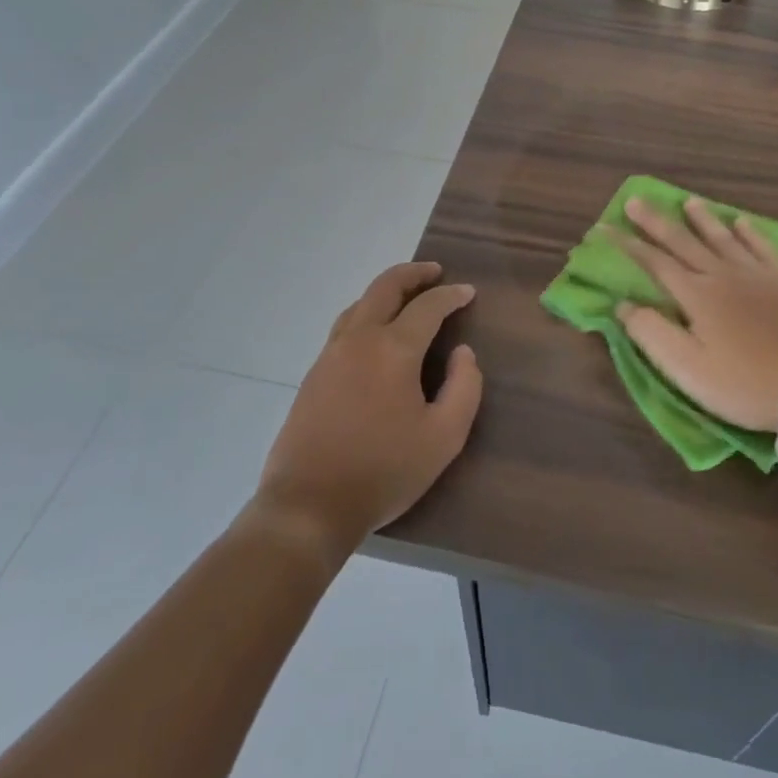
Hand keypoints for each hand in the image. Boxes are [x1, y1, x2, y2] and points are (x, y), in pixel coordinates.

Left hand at [256, 262, 481, 555]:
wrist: (308, 505)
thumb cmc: (384, 471)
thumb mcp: (444, 437)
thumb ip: (465, 387)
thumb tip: (463, 353)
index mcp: (393, 349)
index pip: (427, 306)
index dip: (451, 295)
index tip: (469, 292)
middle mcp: (358, 339)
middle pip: (385, 288)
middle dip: (413, 273)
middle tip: (435, 272)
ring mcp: (330, 355)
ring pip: (359, 304)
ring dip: (386, 292)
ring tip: (407, 297)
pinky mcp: (313, 375)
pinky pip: (344, 327)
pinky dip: (366, 314)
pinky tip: (375, 333)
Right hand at [615, 196, 777, 433]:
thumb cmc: (744, 384)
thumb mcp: (686, 368)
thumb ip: (651, 332)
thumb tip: (622, 304)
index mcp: (696, 295)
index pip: (654, 262)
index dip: (627, 244)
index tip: (605, 227)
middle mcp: (723, 275)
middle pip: (684, 242)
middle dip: (657, 222)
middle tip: (637, 200)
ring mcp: (758, 275)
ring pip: (723, 238)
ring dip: (702, 220)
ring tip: (688, 201)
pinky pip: (763, 248)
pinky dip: (749, 233)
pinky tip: (742, 223)